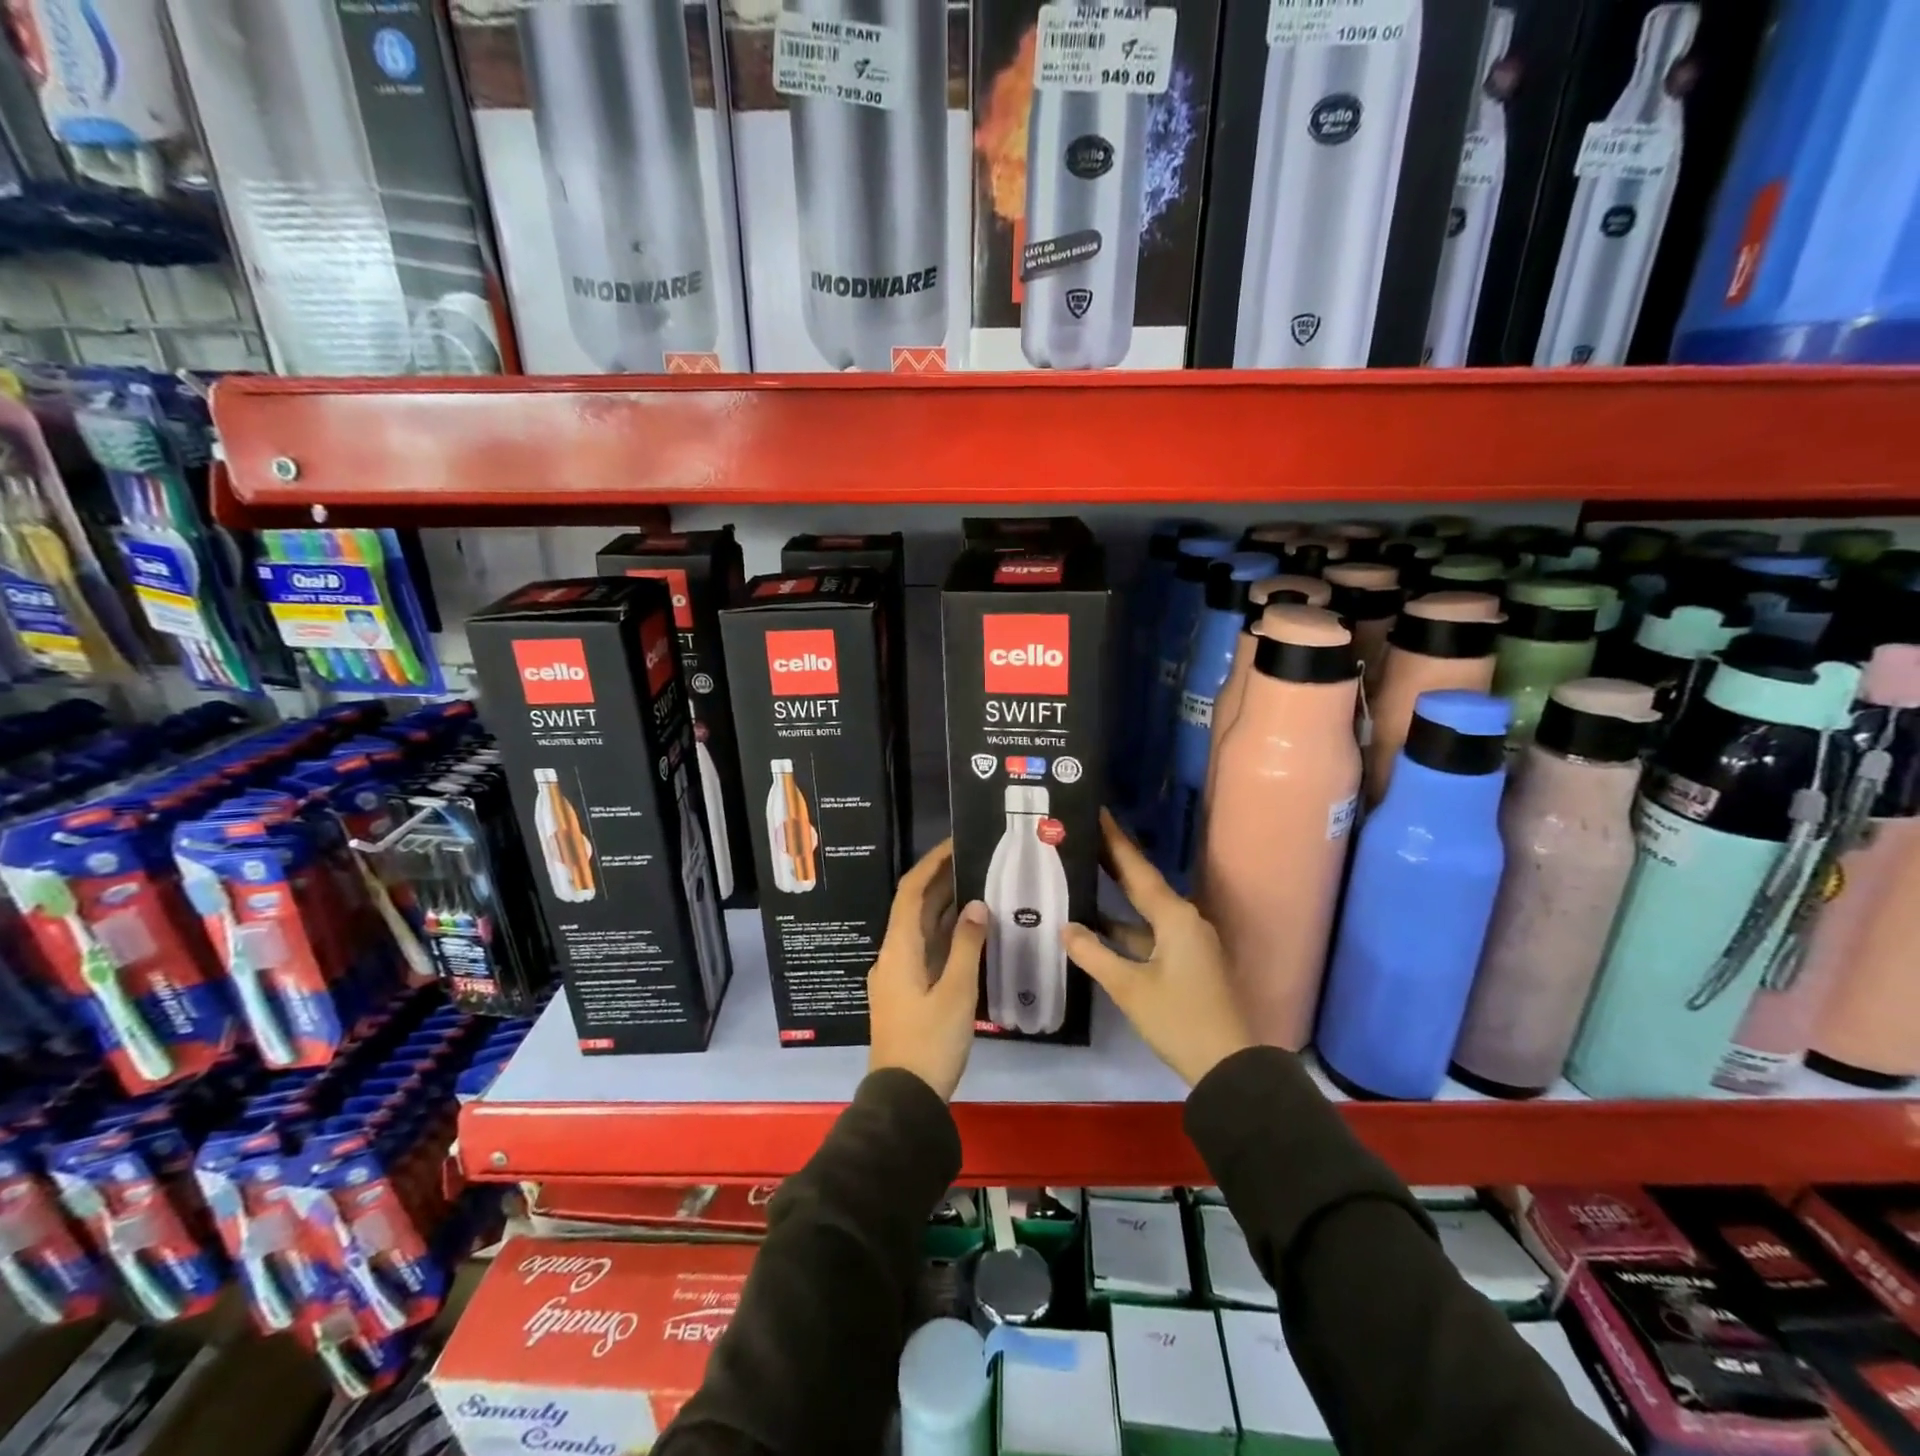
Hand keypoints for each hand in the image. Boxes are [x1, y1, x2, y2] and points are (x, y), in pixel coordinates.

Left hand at [867, 840, 989, 1099]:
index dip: (930, 865)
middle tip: (975, 862)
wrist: (904, 1098)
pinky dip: (947, 935)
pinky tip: (972, 933)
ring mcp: (898, 975)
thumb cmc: (930, 1042)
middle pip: (914, 908)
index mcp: (899, 950)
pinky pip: (927, 950)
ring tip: (979, 887)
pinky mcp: (908, 992)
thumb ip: (967, 946)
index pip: (910, 892)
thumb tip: (976, 905)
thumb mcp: (956, 993)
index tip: (954, 844)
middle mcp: (893, 955)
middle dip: (941, 882)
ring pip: (922, 930)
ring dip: (945, 908)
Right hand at [1063, 810, 1253, 1086]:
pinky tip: (1097, 928)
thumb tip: (1065, 927)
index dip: (1115, 841)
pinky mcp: (1187, 963)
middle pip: (1142, 884)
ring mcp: (1188, 943)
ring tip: (1081, 876)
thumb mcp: (1130, 988)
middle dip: (1112, 862)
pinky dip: (1125, 928)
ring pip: (1144, 912)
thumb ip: (1094, 954)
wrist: (1231, 1068)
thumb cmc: (1180, 1020)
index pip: (1137, 870)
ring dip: (1115, 899)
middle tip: (1082, 836)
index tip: (1098, 811)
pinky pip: (1150, 934)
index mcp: (1175, 917)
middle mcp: (1185, 921)